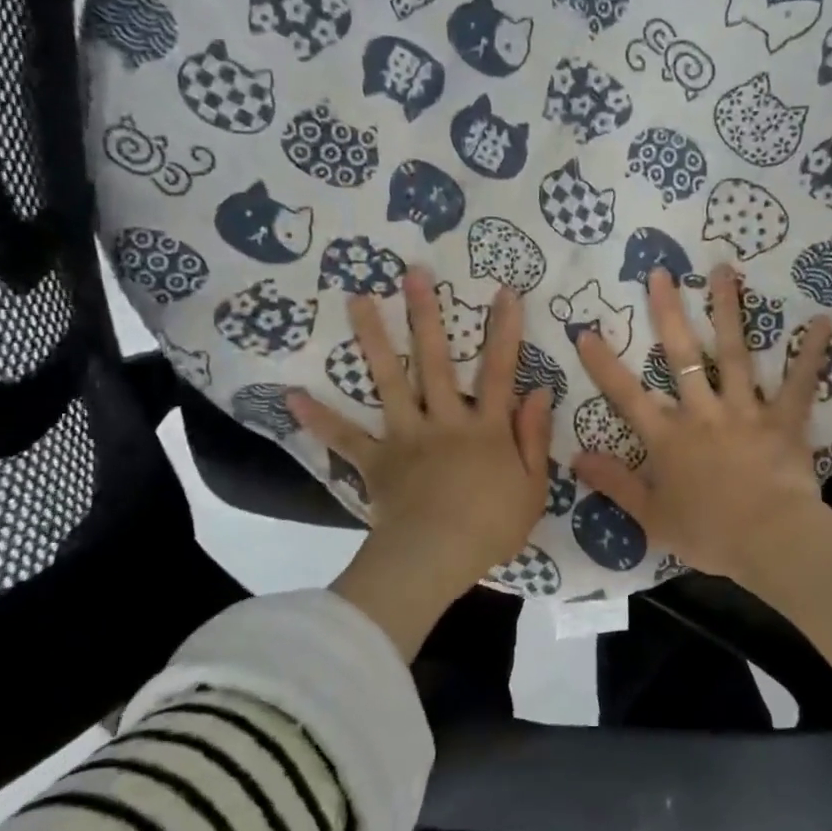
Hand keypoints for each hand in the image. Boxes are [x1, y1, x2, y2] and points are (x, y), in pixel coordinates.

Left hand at [289, 266, 552, 657]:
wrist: (436, 558)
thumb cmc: (491, 526)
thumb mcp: (532, 486)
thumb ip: (534, 437)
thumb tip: (539, 392)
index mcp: (485, 428)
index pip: (499, 371)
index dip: (504, 331)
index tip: (504, 291)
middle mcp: (444, 420)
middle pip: (436, 361)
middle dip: (427, 314)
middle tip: (413, 273)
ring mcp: (406, 437)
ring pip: (389, 381)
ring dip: (374, 338)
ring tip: (357, 298)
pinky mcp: (377, 460)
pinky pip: (346, 437)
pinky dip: (320, 419)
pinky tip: (293, 396)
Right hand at [571, 265, 831, 585]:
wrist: (771, 541)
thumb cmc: (709, 533)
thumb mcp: (651, 516)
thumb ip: (614, 483)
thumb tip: (574, 457)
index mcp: (668, 438)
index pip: (626, 395)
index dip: (604, 364)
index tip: (585, 330)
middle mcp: (703, 413)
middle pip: (681, 356)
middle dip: (668, 313)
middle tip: (660, 272)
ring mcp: (746, 411)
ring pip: (734, 354)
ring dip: (728, 311)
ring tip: (723, 271)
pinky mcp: (784, 421)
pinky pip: (798, 383)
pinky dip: (811, 353)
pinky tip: (821, 321)